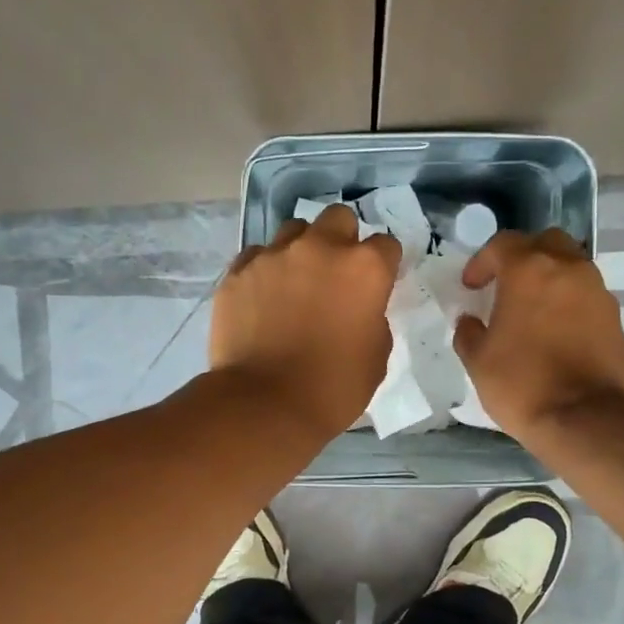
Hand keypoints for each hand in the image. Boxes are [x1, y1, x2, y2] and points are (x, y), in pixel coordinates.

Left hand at [211, 205, 400, 438]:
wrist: (265, 404)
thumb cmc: (333, 387)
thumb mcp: (376, 356)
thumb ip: (373, 318)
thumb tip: (359, 307)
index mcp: (364, 268)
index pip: (386, 245)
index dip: (383, 265)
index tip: (377, 284)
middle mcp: (320, 248)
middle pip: (338, 218)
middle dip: (342, 239)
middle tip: (335, 274)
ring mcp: (274, 256)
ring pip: (293, 231)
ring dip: (301, 250)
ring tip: (295, 283)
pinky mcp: (238, 272)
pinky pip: (256, 256)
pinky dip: (265, 271)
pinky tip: (263, 298)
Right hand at [454, 229, 623, 443]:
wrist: (585, 418)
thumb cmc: (522, 384)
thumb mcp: (478, 361)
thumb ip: (468, 333)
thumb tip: (470, 321)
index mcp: (529, 270)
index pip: (502, 245)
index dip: (482, 262)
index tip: (471, 287)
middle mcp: (568, 269)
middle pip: (545, 243)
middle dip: (523, 257)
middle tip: (506, 285)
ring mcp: (597, 291)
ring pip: (571, 267)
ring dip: (549, 279)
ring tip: (532, 310)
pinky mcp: (614, 317)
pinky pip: (586, 296)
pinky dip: (569, 303)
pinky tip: (555, 331)